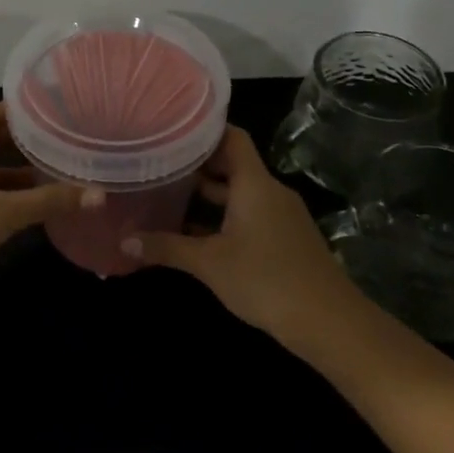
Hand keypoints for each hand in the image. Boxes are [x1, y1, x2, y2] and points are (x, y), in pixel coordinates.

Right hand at [122, 126, 351, 342]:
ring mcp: (280, 216)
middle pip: (232, 165)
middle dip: (197, 165)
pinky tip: (195, 232)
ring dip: (208, 195)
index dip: (204, 130)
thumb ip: (166, 247)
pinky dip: (223, 217)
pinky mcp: (284, 239)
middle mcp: (269, 191)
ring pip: (239, 193)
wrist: (329, 322)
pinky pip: (248, 215)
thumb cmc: (266, 280)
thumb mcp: (209, 263)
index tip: (171, 129)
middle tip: (158, 163)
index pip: (232, 137)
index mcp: (254, 184)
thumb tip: (124, 240)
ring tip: (168, 193)